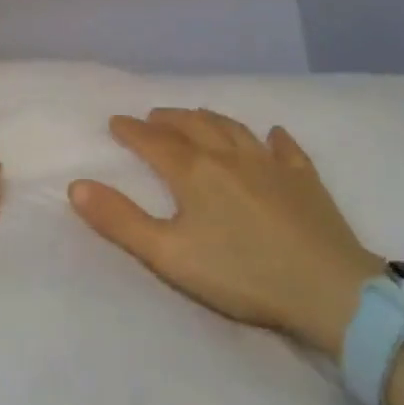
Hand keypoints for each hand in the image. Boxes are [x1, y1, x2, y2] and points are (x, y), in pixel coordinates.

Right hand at [69, 109, 381, 355]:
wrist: (327, 288)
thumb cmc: (240, 274)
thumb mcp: (168, 255)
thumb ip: (120, 220)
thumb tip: (77, 185)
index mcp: (194, 172)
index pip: (154, 142)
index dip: (132, 130)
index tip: (116, 122)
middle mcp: (230, 156)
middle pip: (193, 126)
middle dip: (168, 119)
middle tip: (153, 116)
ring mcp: (271, 164)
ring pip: (234, 129)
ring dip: (209, 119)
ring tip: (196, 116)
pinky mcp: (305, 179)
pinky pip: (286, 147)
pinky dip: (273, 137)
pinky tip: (272, 133)